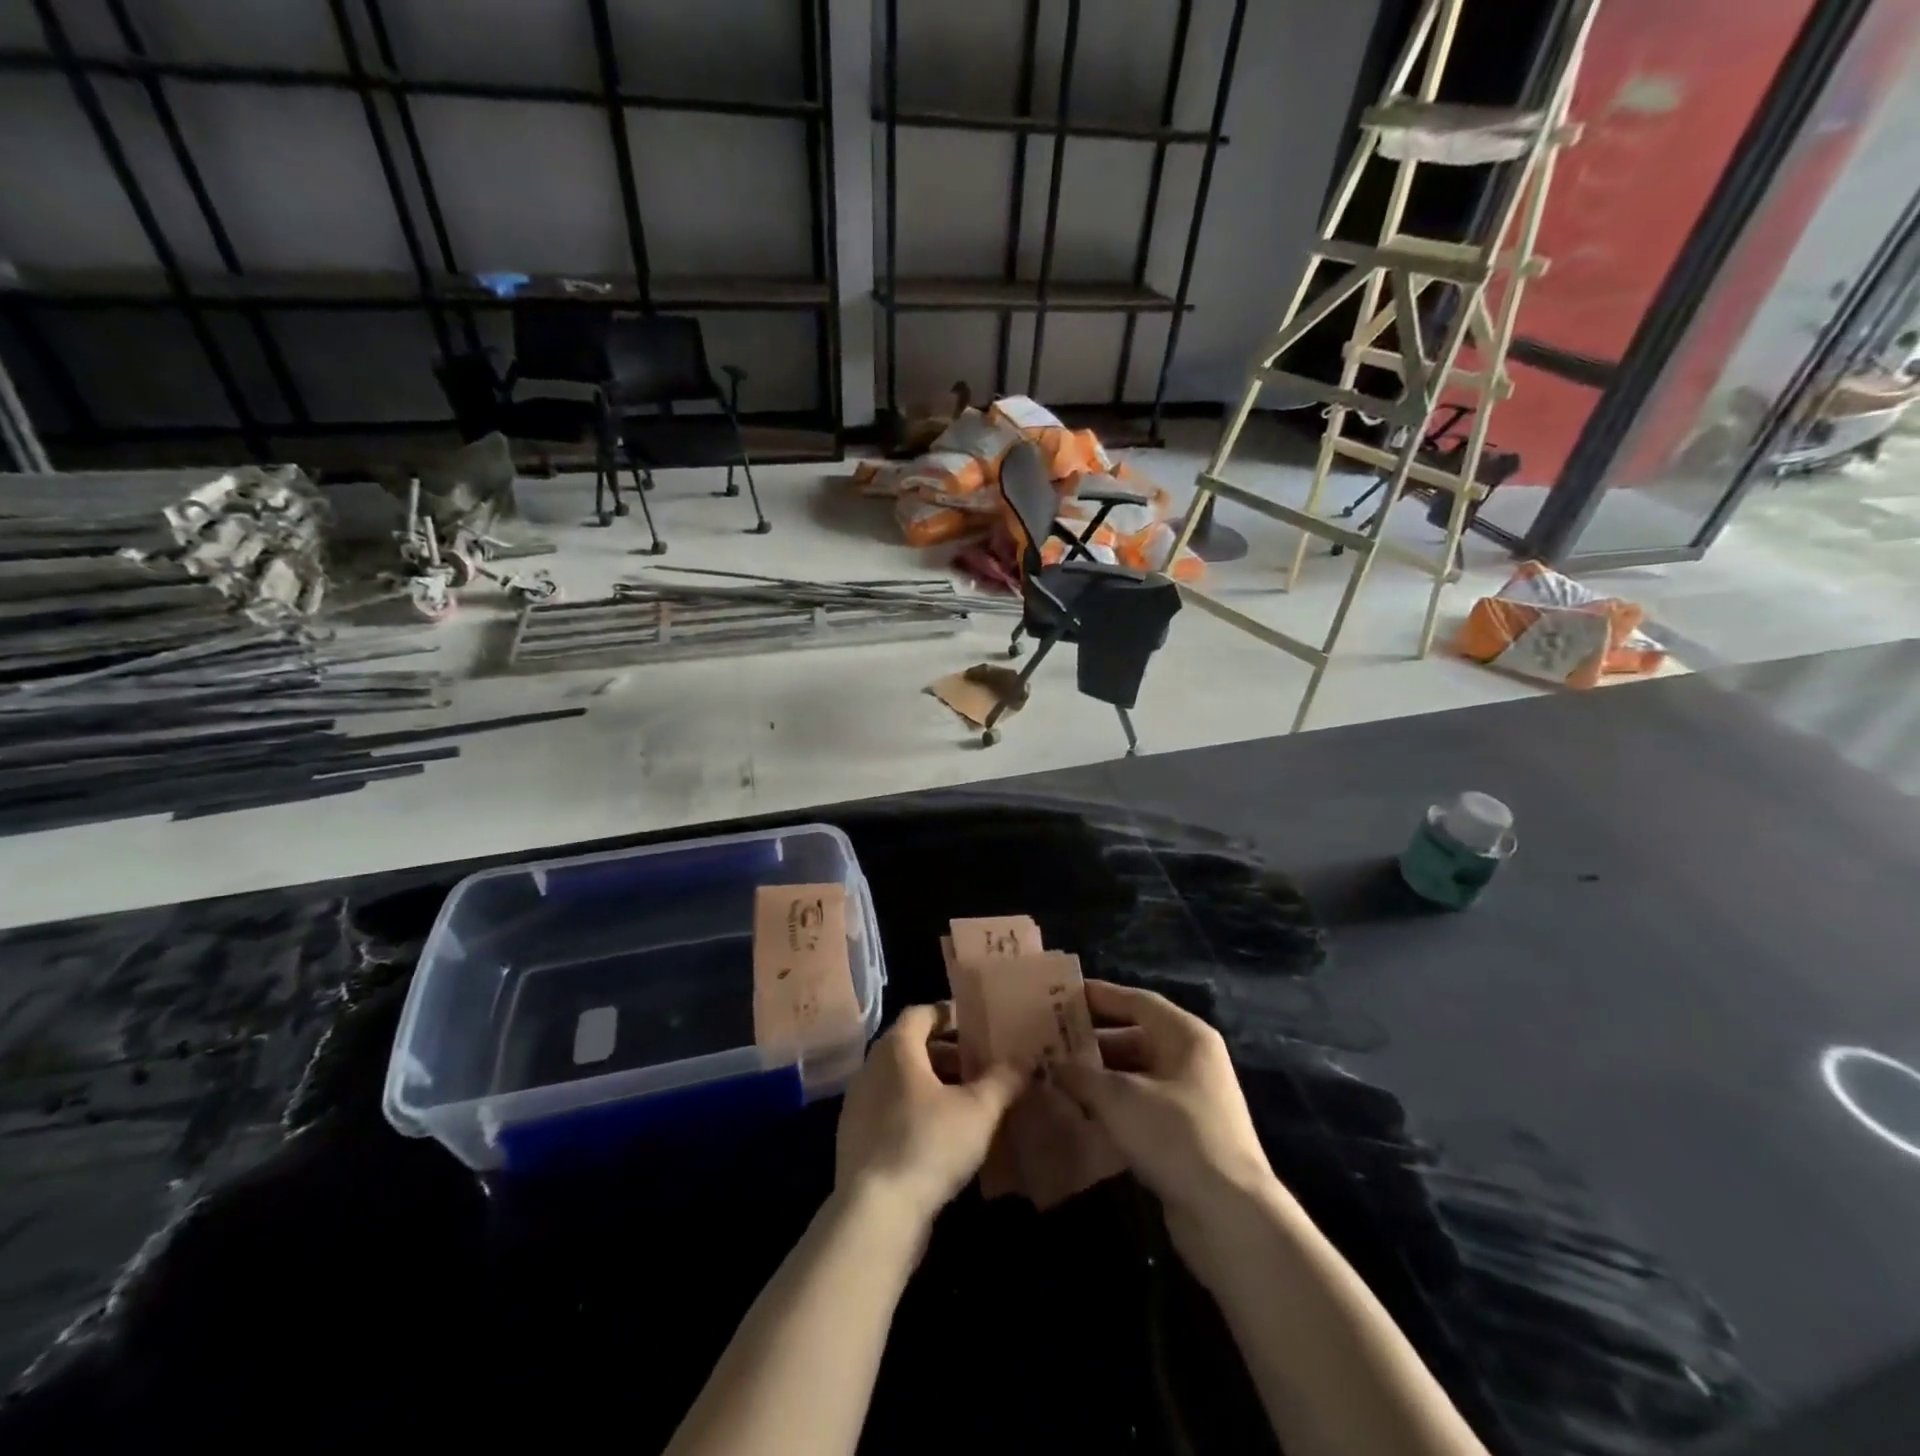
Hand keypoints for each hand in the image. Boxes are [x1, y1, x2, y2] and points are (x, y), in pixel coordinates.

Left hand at [834, 1004, 1026, 1235]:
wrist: (875, 1214)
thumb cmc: (928, 1145)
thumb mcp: (978, 1110)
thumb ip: (1002, 1079)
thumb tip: (1022, 1060)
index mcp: (896, 1048)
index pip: (921, 1013)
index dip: (949, 1015)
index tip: (977, 1027)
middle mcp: (870, 1068)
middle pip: (911, 1047)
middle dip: (947, 1054)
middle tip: (980, 1068)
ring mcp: (858, 1105)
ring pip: (900, 1081)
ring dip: (932, 1085)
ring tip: (966, 1104)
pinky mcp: (855, 1139)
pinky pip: (889, 1110)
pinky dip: (915, 1111)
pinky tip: (941, 1137)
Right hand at [1051, 982, 1277, 1257]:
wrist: (1228, 1216)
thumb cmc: (1174, 1135)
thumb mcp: (1119, 1098)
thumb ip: (1081, 1075)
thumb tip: (1052, 1064)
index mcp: (1186, 1036)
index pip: (1137, 1001)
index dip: (1099, 995)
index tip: (1061, 996)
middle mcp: (1192, 1060)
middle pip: (1136, 1036)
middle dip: (1093, 1040)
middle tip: (1050, 1040)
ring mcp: (1192, 1100)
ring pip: (1136, 1074)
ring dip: (1100, 1075)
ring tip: (1057, 1076)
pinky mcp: (1185, 1136)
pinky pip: (1141, 1105)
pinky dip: (1113, 1105)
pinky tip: (1081, 1113)